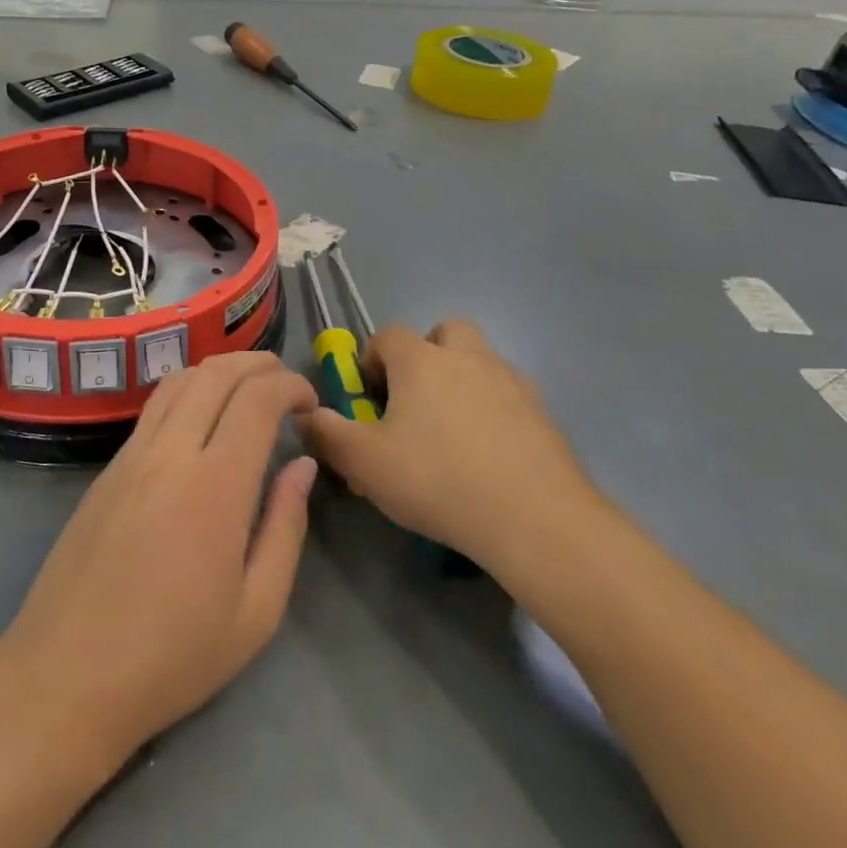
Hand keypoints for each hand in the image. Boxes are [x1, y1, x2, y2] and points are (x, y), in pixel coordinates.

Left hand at [0, 352, 317, 764]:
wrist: (65, 679)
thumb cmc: (172, 657)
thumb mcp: (256, 611)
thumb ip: (286, 527)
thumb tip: (302, 465)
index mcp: (214, 488)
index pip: (257, 399)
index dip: (290, 386)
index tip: (311, 403)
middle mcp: (169, 455)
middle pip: (216, 373)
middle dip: (259, 364)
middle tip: (287, 385)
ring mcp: (130, 457)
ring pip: (179, 380)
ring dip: (220, 370)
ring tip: (248, 390)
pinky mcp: (107, 470)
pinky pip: (154, 408)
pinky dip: (189, 391)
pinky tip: (202, 419)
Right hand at [302, 318, 603, 575]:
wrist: (533, 516)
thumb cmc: (437, 479)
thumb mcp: (365, 463)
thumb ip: (327, 434)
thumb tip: (304, 415)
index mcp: (421, 360)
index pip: (387, 336)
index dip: (371, 360)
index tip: (368, 398)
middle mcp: (467, 356)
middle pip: (444, 331)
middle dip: (426, 355)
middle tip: (415, 402)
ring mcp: (510, 380)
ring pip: (480, 361)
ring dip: (462, 380)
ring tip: (452, 433)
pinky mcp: (542, 411)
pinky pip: (509, 395)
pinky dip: (494, 410)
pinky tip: (489, 455)